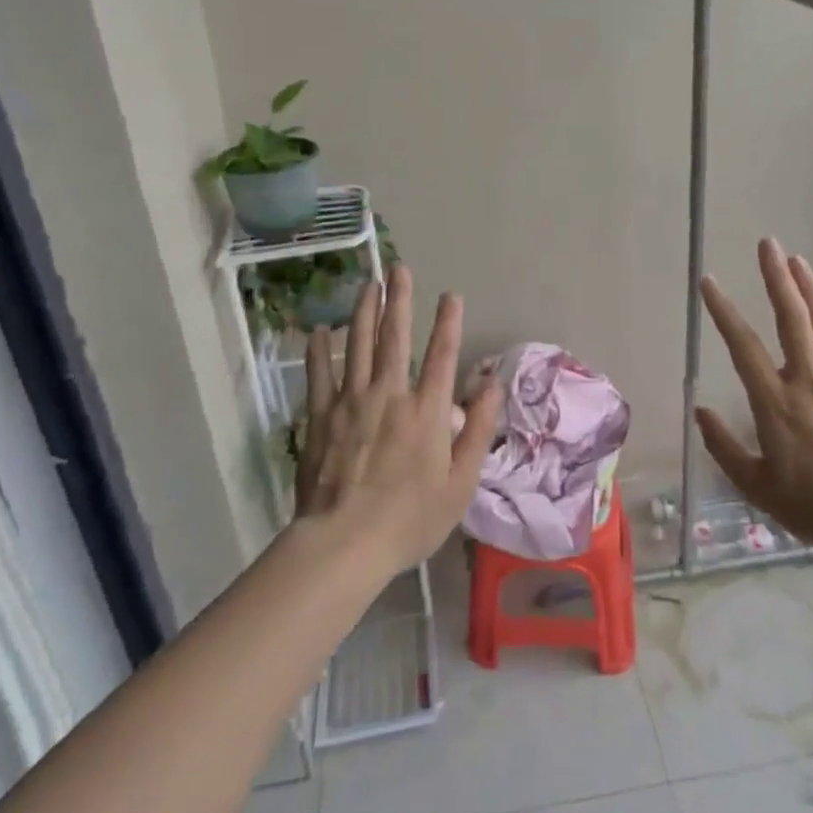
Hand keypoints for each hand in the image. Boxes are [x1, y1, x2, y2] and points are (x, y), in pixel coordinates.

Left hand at [297, 266, 504, 571]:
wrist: (344, 544)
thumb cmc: (410, 519)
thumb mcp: (461, 482)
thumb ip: (479, 428)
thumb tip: (493, 383)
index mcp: (427, 410)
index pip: (442, 354)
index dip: (448, 322)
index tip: (450, 295)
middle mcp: (390, 394)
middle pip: (395, 337)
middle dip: (399, 300)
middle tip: (398, 268)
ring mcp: (351, 402)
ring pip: (358, 345)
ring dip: (364, 312)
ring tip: (368, 285)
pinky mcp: (320, 417)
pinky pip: (319, 375)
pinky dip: (320, 350)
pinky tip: (319, 330)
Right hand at [697, 238, 812, 560]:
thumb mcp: (758, 488)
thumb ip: (724, 448)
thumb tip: (699, 410)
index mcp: (775, 402)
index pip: (742, 345)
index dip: (723, 310)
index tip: (709, 282)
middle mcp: (808, 380)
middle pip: (791, 318)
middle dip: (776, 277)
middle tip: (767, 244)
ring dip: (809, 288)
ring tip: (795, 259)